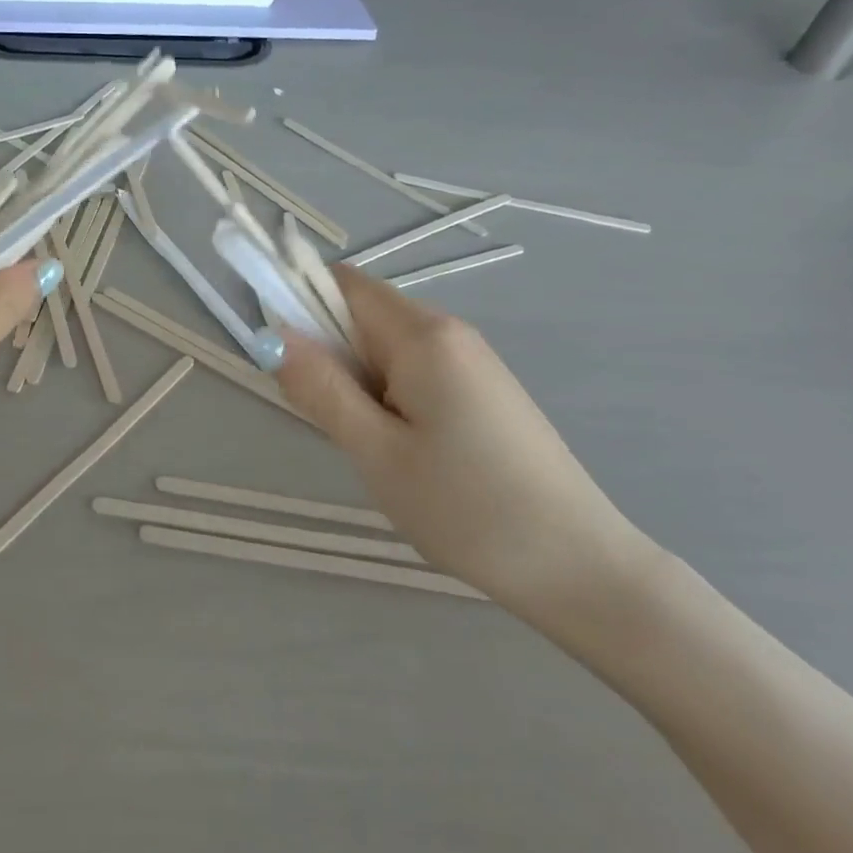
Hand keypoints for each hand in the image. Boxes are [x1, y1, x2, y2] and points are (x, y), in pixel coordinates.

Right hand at [274, 264, 657, 620]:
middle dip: (329, 350)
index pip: (342, 284)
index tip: (281, 356)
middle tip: (328, 418)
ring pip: (386, 345)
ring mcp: (472, 360)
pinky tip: (402, 449)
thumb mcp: (376, 452)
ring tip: (368, 443)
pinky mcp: (483, 389)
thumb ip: (320, 388)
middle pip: (364, 312)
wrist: (579, 568)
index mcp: (423, 336)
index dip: (299, 302)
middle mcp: (450, 332)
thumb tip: (272, 335)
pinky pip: (413, 369)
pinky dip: (387, 394)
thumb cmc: (468, 509)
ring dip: (357, 378)